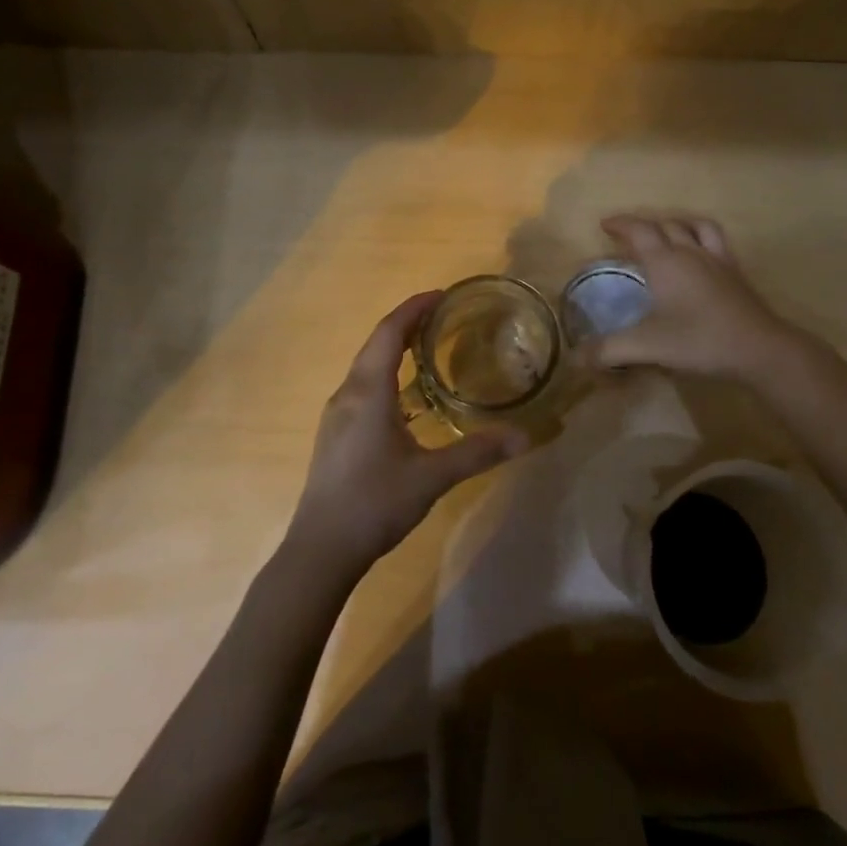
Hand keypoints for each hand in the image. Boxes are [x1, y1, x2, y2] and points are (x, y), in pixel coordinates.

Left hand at [289, 291, 528, 571]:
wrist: (320, 550)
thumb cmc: (374, 503)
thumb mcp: (432, 477)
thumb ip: (478, 452)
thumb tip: (526, 437)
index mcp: (368, 391)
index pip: (389, 332)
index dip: (414, 308)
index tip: (442, 295)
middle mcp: (348, 393)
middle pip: (376, 343)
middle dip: (407, 323)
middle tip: (443, 316)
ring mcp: (337, 414)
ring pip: (366, 365)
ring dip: (394, 348)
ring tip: (428, 347)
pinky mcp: (335, 433)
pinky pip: (362, 385)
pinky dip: (386, 372)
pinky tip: (405, 395)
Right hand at [587, 214, 800, 379]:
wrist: (759, 348)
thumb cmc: (699, 340)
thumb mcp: (647, 347)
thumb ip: (609, 351)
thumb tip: (575, 358)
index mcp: (665, 261)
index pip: (639, 231)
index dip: (621, 224)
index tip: (605, 224)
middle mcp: (690, 252)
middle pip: (665, 225)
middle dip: (643, 225)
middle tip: (628, 234)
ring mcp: (717, 260)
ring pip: (695, 226)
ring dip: (676, 223)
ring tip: (666, 232)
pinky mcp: (736, 273)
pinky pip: (717, 241)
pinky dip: (702, 236)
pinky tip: (701, 254)